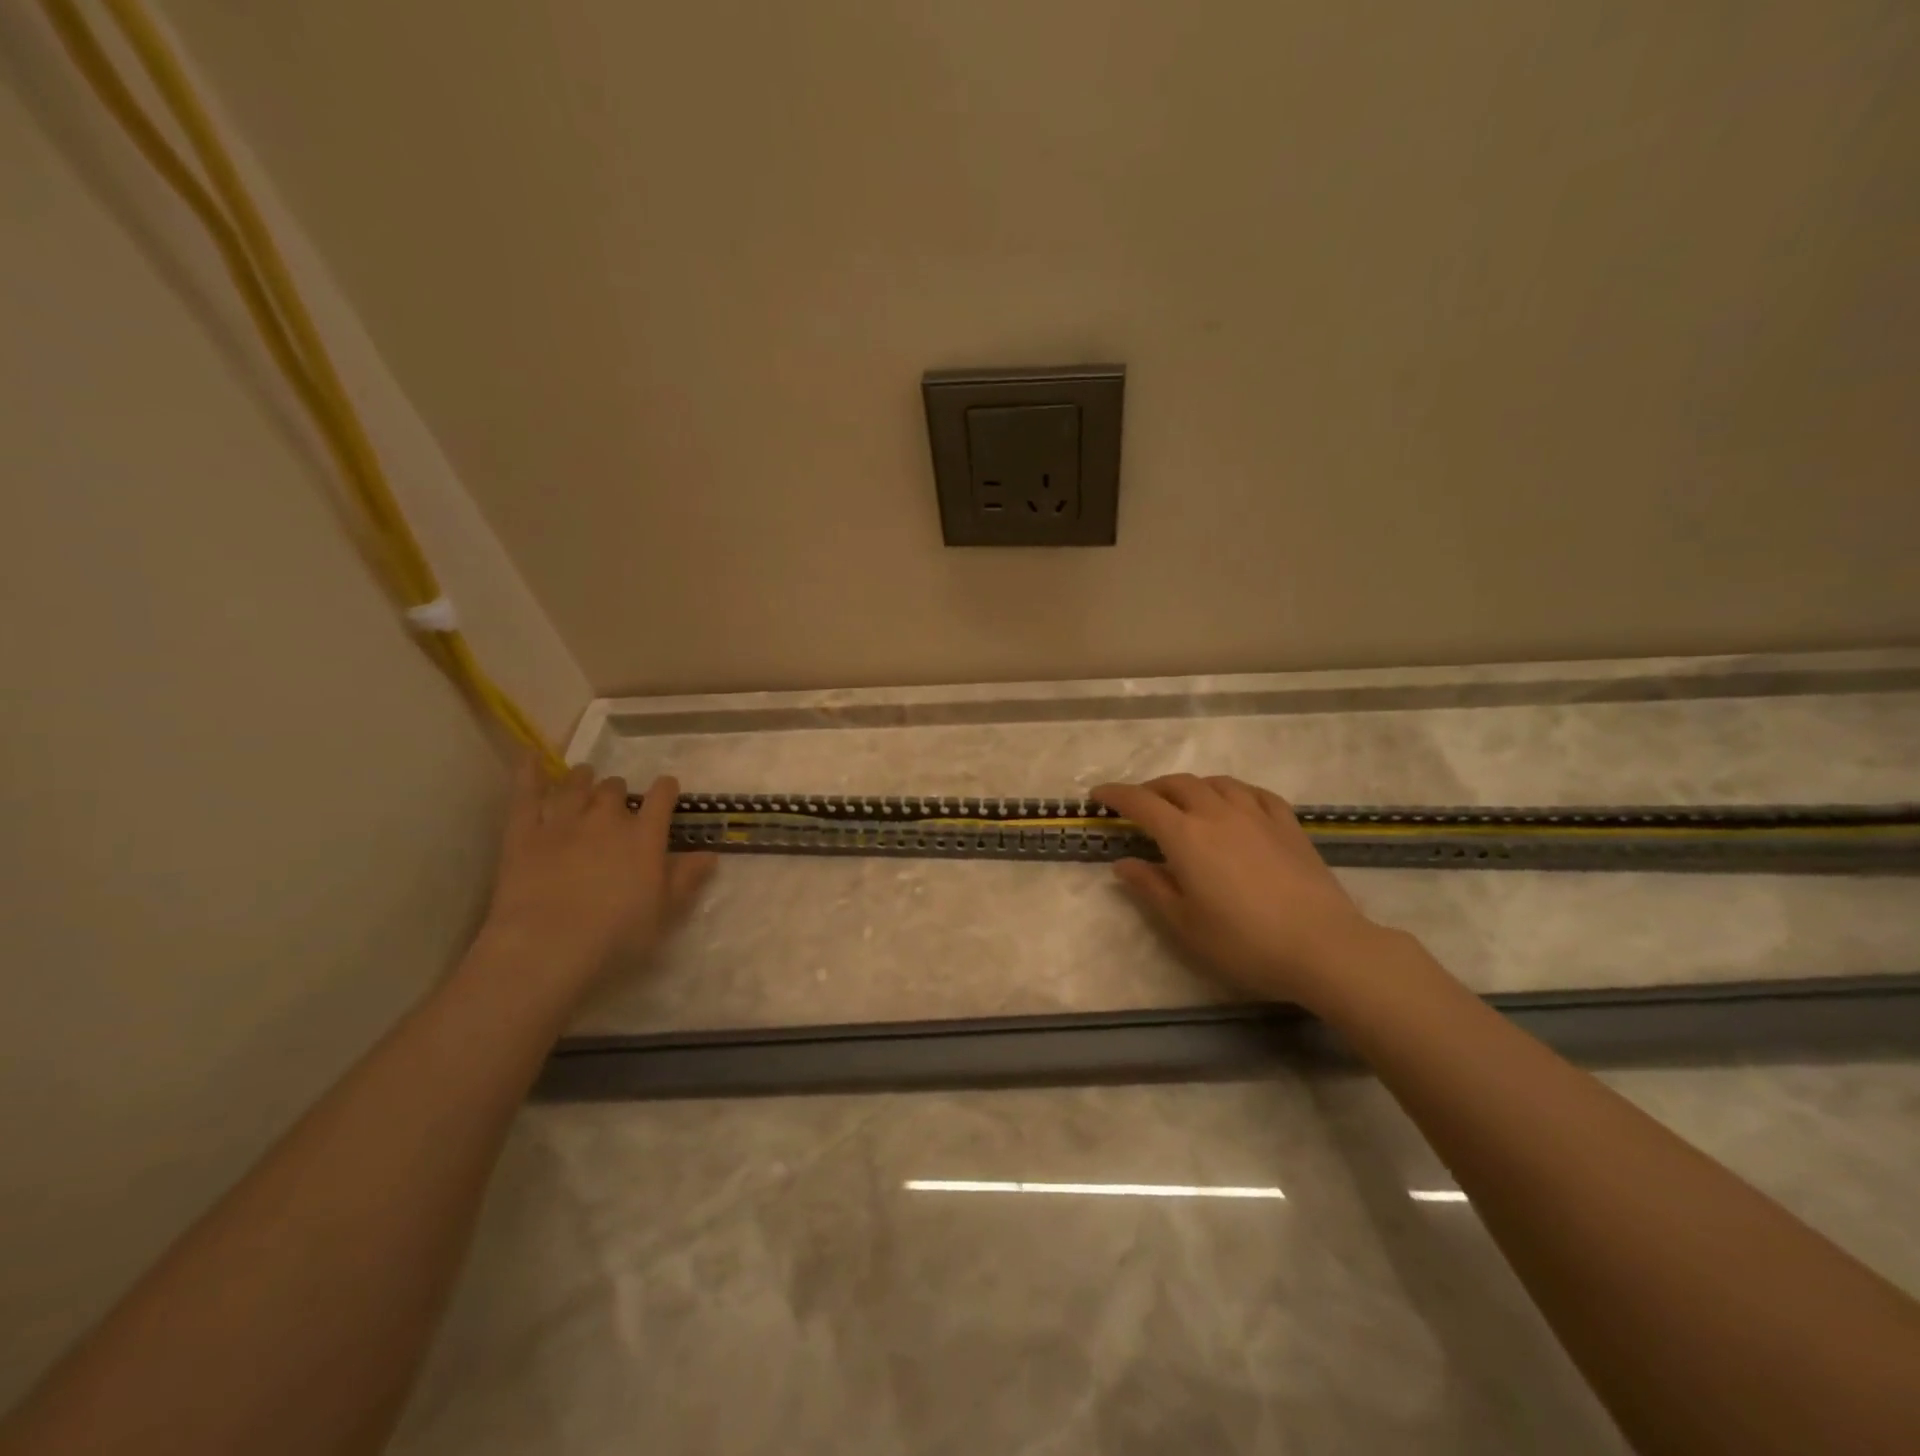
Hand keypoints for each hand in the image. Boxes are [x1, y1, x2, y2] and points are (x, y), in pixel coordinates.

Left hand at [478, 756, 716, 990]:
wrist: (547, 946)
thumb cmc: (617, 935)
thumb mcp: (665, 912)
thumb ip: (687, 878)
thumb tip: (710, 854)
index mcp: (645, 836)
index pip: (661, 798)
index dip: (666, 789)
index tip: (667, 789)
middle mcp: (606, 819)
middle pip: (614, 789)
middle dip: (618, 791)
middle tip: (617, 800)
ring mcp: (563, 822)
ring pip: (575, 785)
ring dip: (582, 778)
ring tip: (584, 776)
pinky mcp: (523, 833)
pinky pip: (525, 795)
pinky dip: (528, 774)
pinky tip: (530, 757)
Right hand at [1091, 774, 1388, 1005]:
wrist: (1323, 946)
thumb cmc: (1244, 942)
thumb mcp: (1184, 924)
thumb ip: (1150, 888)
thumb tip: (1124, 863)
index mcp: (1185, 836)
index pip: (1141, 803)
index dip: (1115, 795)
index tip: (1097, 795)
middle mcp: (1217, 813)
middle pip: (1177, 784)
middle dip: (1152, 789)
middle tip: (1139, 804)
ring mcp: (1256, 814)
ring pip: (1216, 782)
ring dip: (1191, 786)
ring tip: (1184, 801)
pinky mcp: (1288, 824)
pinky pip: (1253, 792)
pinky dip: (1232, 791)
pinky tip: (1234, 803)